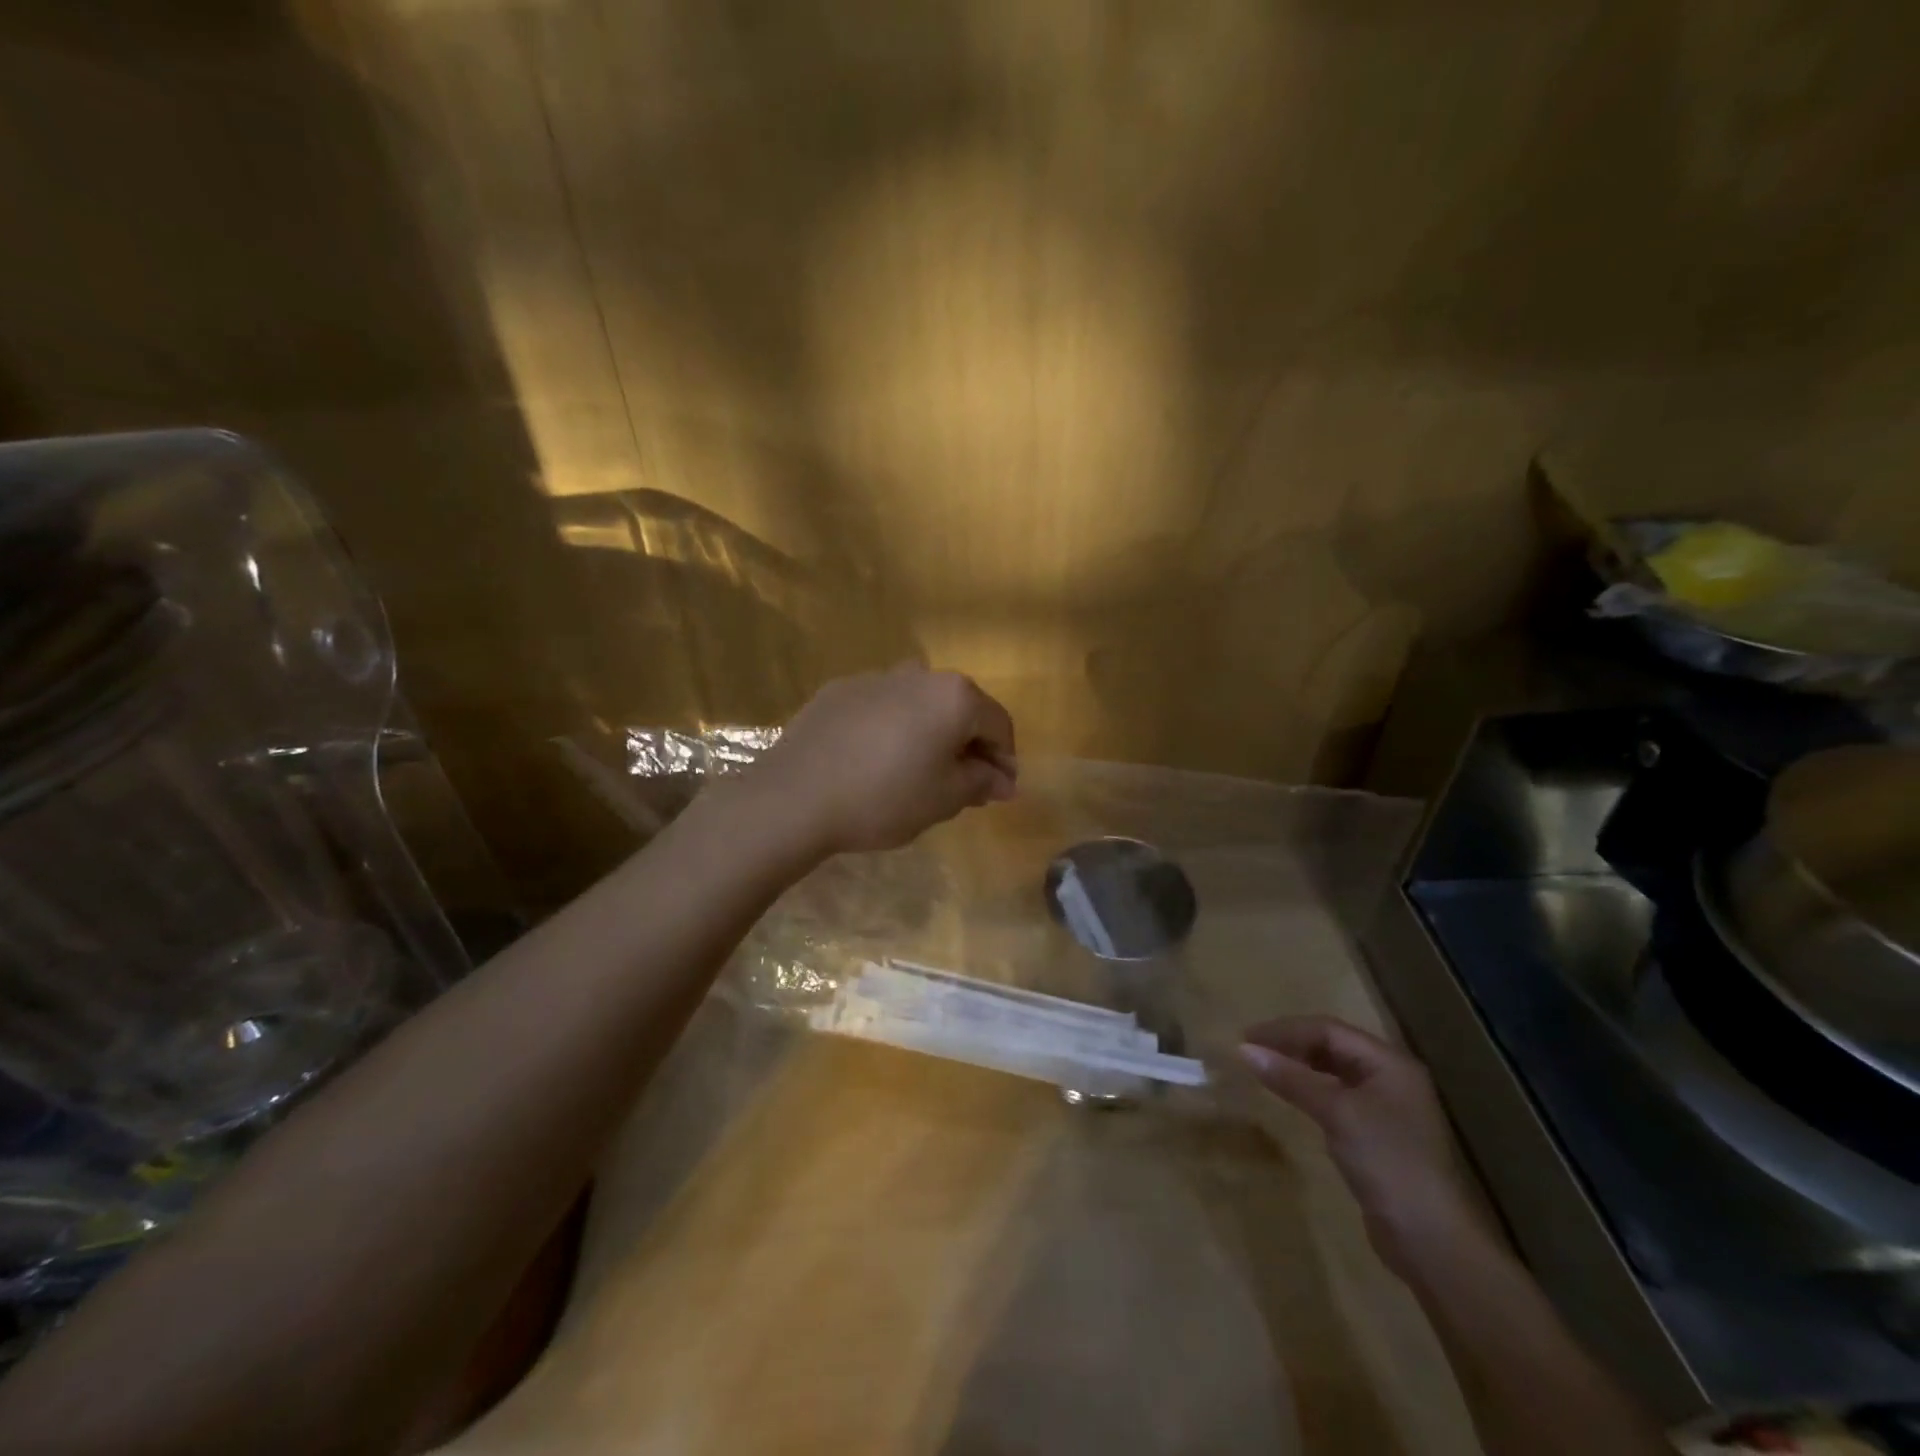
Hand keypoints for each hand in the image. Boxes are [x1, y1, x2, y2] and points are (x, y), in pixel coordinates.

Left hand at [747, 665, 1016, 856]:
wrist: (795, 796)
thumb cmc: (884, 798)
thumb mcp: (944, 798)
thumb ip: (981, 782)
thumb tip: (1004, 780)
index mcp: (954, 696)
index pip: (998, 724)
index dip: (1005, 759)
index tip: (1000, 791)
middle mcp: (919, 674)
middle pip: (958, 709)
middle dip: (968, 746)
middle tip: (963, 786)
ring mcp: (875, 678)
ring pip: (918, 706)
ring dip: (929, 735)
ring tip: (917, 774)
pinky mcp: (839, 690)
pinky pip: (881, 708)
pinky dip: (891, 730)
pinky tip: (875, 762)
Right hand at [1240, 1016, 1478, 1277]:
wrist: (1431, 1240)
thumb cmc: (1387, 1162)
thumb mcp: (1336, 1113)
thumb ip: (1291, 1078)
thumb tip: (1244, 1049)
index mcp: (1389, 1063)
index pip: (1329, 1030)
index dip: (1286, 1030)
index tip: (1246, 1037)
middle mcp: (1391, 1078)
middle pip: (1333, 1046)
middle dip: (1292, 1044)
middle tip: (1252, 1050)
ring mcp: (1387, 1108)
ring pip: (1334, 1072)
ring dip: (1299, 1067)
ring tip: (1265, 1068)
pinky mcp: (1378, 1135)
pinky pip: (1337, 1097)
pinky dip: (1311, 1091)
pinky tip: (1292, 1097)